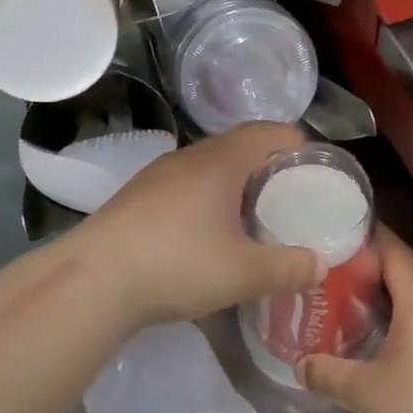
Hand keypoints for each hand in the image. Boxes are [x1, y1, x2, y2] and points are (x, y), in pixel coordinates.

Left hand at [75, 122, 318, 331]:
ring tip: (250, 221)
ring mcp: (157, 175)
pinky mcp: (136, 197)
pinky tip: (205, 237)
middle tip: (288, 203)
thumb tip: (320, 265)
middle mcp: (188, 156)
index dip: (297, 146)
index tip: (314, 175)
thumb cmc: (177, 264)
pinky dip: (205, 201)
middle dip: (268, 170)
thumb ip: (288, 268)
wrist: (93, 280)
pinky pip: (184, 187)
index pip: (270, 131)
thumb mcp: (244, 273)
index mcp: (221, 160)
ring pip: (208, 168)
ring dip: (234, 187)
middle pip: (239, 147)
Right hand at [299, 229, 412, 412]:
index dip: (370, 235)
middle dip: (375, 263)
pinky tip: (388, 334)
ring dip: (392, 291)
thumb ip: (329, 375)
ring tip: (356, 297)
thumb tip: (299, 365)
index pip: (395, 251)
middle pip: (408, 270)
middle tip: (337, 266)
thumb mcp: (367, 394)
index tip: (340, 228)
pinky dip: (407, 313)